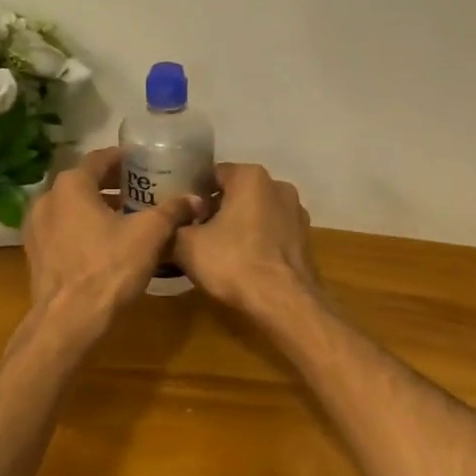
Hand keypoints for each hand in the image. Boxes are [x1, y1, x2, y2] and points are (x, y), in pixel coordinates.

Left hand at [24, 147, 199, 325]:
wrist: (68, 321)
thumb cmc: (109, 267)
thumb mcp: (150, 235)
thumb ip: (173, 211)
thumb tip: (196, 199)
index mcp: (71, 185)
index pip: (100, 158)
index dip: (124, 159)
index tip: (144, 163)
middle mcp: (47, 199)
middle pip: (84, 182)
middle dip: (113, 184)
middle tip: (141, 190)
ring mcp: (36, 228)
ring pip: (72, 207)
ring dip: (98, 207)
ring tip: (127, 216)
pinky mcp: (35, 254)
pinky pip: (63, 229)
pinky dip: (83, 227)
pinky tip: (105, 243)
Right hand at [172, 164, 317, 312]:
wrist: (283, 302)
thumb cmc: (233, 262)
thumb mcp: (187, 245)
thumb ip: (174, 226)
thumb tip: (171, 225)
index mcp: (250, 177)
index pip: (213, 174)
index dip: (193, 193)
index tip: (181, 214)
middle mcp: (278, 186)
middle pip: (237, 192)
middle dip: (217, 209)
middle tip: (195, 232)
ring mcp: (296, 212)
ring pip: (257, 212)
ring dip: (238, 225)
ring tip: (218, 250)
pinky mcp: (305, 238)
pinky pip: (272, 232)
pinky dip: (258, 241)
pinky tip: (243, 262)